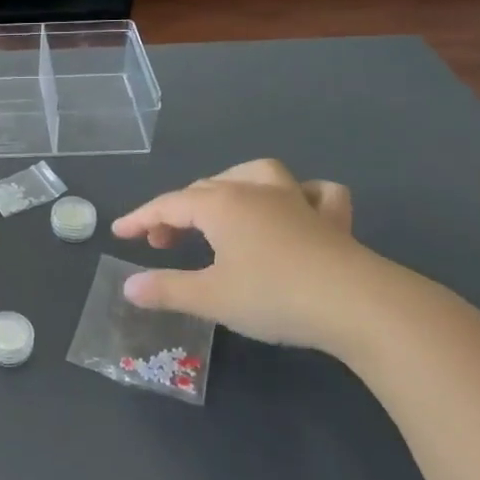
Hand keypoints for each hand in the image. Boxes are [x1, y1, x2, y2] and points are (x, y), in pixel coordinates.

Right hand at [112, 158, 380, 353]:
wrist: (359, 305)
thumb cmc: (274, 296)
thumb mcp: (211, 298)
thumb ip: (166, 289)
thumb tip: (128, 286)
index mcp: (220, 205)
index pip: (168, 204)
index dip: (141, 218)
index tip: (120, 233)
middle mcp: (254, 191)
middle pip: (204, 189)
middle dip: (177, 212)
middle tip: (163, 244)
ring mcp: (297, 200)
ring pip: (255, 174)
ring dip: (231, 185)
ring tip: (221, 207)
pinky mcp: (332, 220)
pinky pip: (314, 193)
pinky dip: (301, 196)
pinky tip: (297, 209)